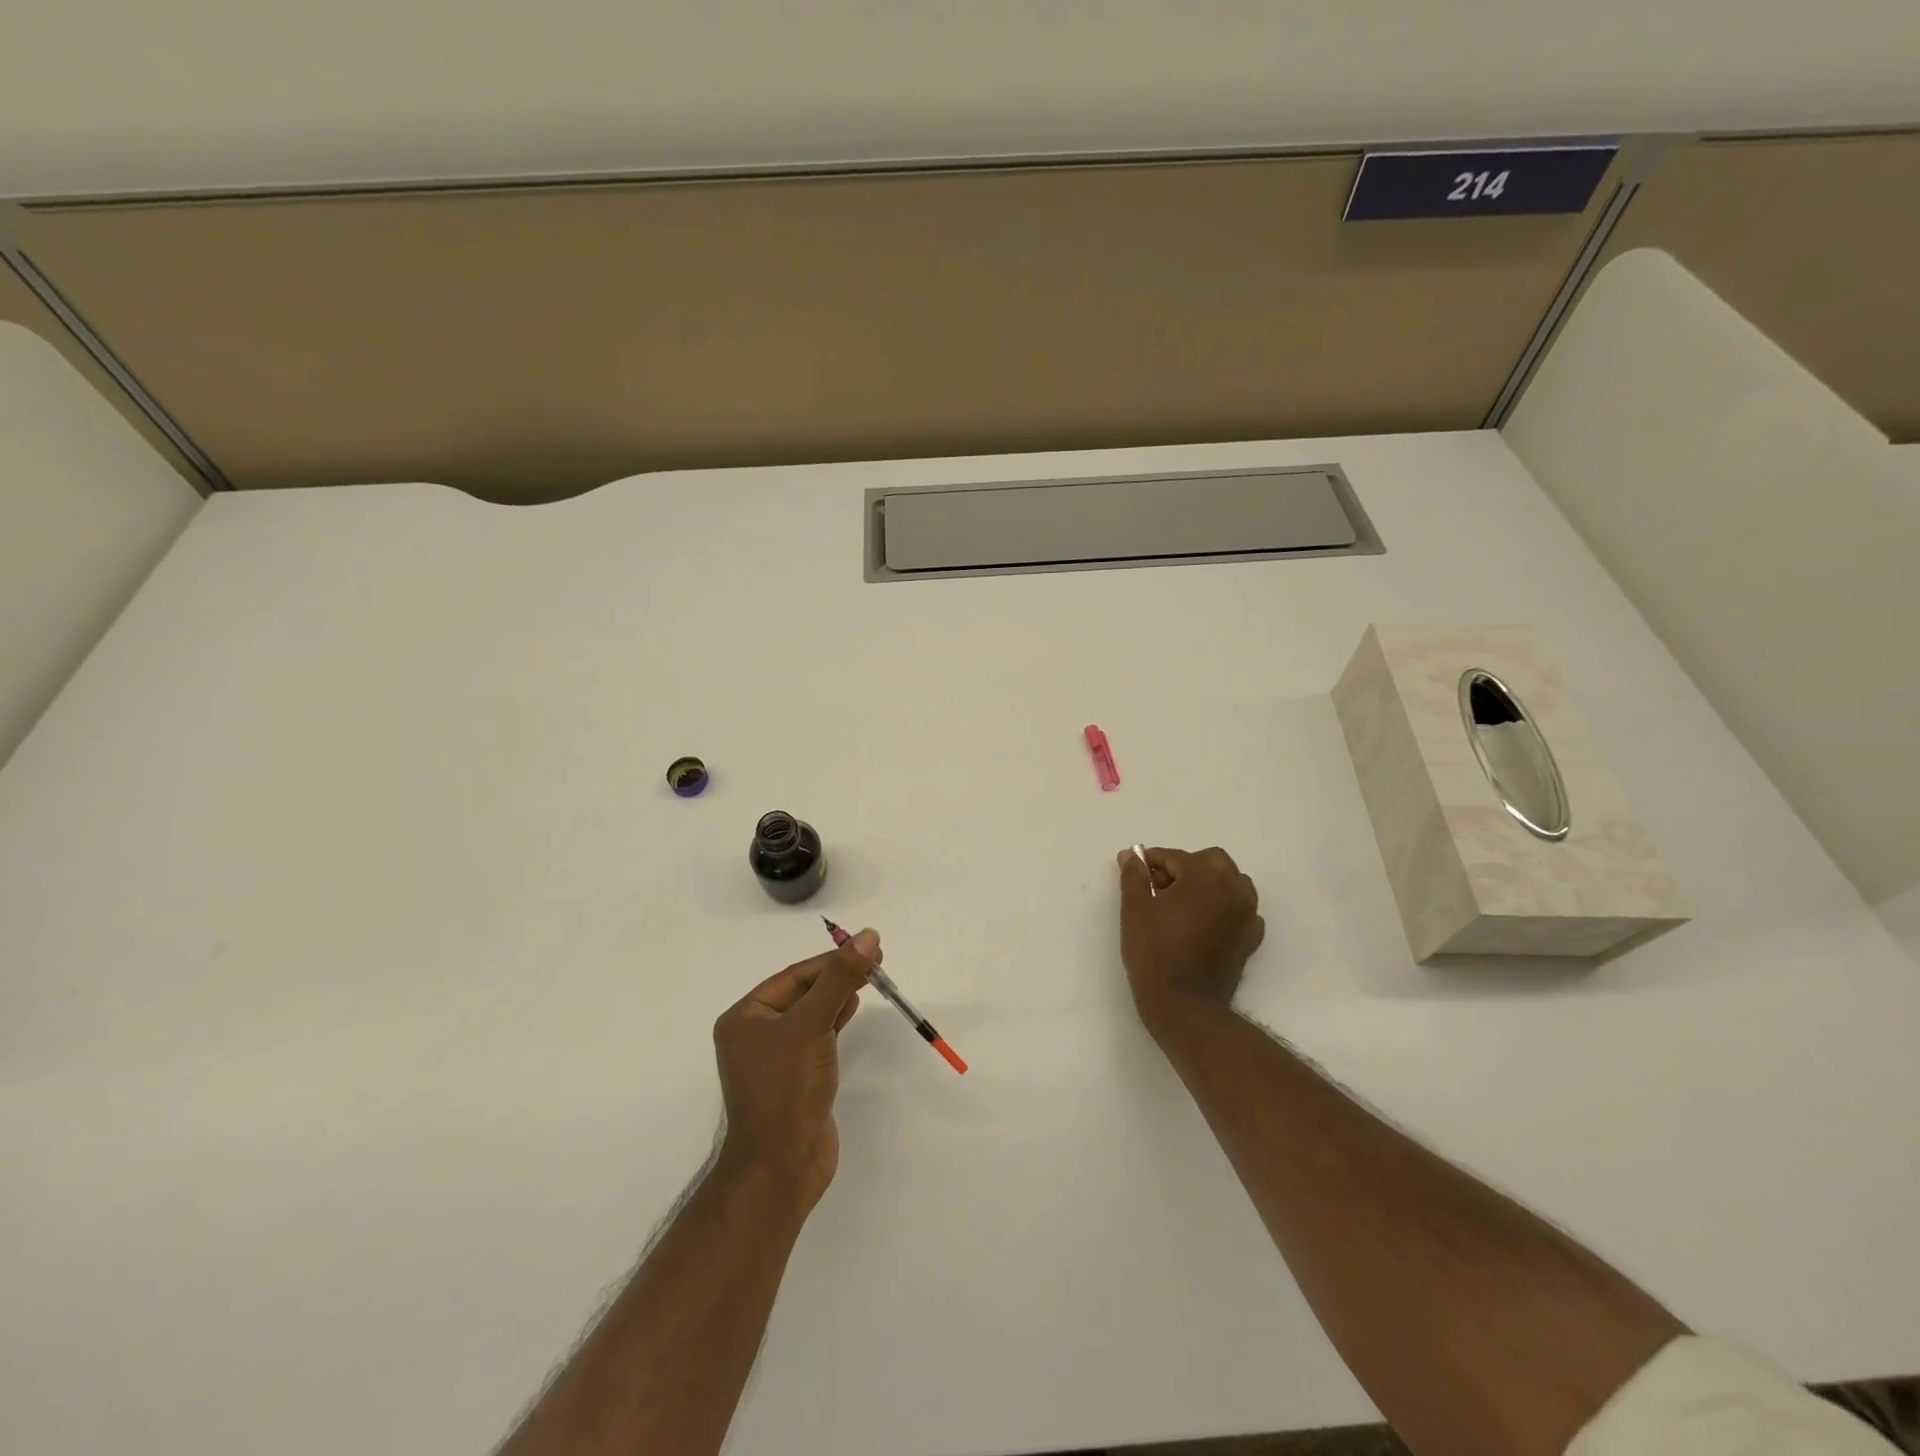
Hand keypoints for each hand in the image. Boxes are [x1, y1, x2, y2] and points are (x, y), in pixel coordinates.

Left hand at [711, 929, 877, 1211]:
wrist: (781, 1167)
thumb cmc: (786, 1088)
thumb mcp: (812, 1024)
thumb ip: (840, 978)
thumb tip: (868, 935)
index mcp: (745, 1017)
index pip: (794, 976)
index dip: (831, 961)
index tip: (868, 949)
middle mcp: (755, 1034)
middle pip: (803, 992)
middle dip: (837, 977)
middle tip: (876, 962)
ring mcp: (775, 1058)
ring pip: (811, 1014)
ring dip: (838, 996)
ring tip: (869, 981)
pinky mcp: (795, 1078)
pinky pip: (816, 1037)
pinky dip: (835, 1021)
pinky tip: (852, 1010)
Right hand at [1116, 847, 1264, 1031]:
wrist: (1184, 1005)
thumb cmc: (1155, 951)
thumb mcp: (1135, 909)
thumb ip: (1134, 876)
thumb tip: (1130, 856)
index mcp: (1207, 877)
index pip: (1177, 857)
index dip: (1152, 862)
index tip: (1135, 872)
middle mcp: (1234, 890)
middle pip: (1212, 862)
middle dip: (1185, 868)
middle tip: (1158, 888)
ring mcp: (1247, 915)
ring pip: (1232, 883)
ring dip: (1208, 884)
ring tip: (1181, 905)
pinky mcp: (1250, 939)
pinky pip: (1240, 910)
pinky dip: (1223, 908)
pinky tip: (1202, 924)